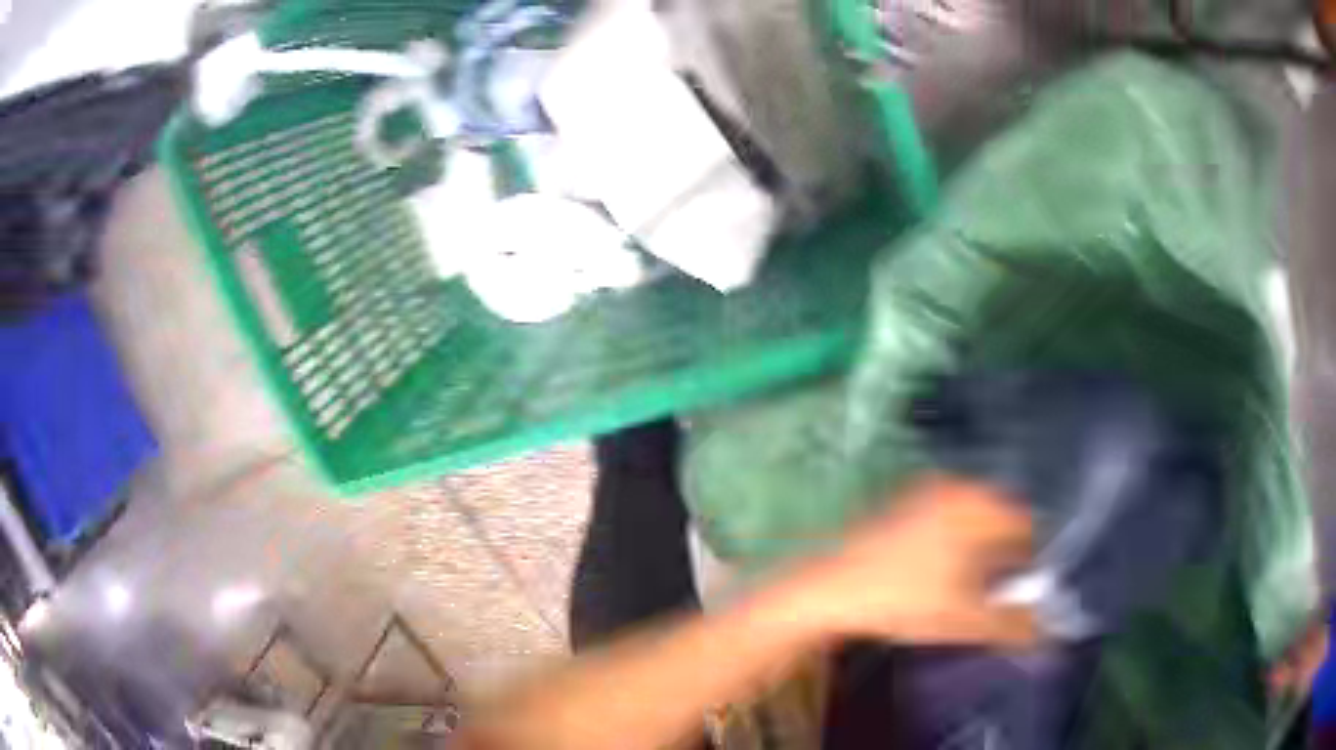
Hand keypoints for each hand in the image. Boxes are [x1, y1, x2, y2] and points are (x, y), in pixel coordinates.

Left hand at [784, 474, 1036, 645]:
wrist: (828, 590)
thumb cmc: (902, 601)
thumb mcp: (964, 620)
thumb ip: (1014, 625)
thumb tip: (1048, 634)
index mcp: (980, 504)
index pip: (1029, 526)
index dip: (1032, 562)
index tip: (1024, 592)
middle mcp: (958, 487)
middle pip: (1003, 520)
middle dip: (1007, 557)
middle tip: (997, 594)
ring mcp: (927, 491)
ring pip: (975, 519)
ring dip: (981, 551)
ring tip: (968, 589)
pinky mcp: (903, 503)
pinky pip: (948, 518)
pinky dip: (955, 542)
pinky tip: (938, 575)